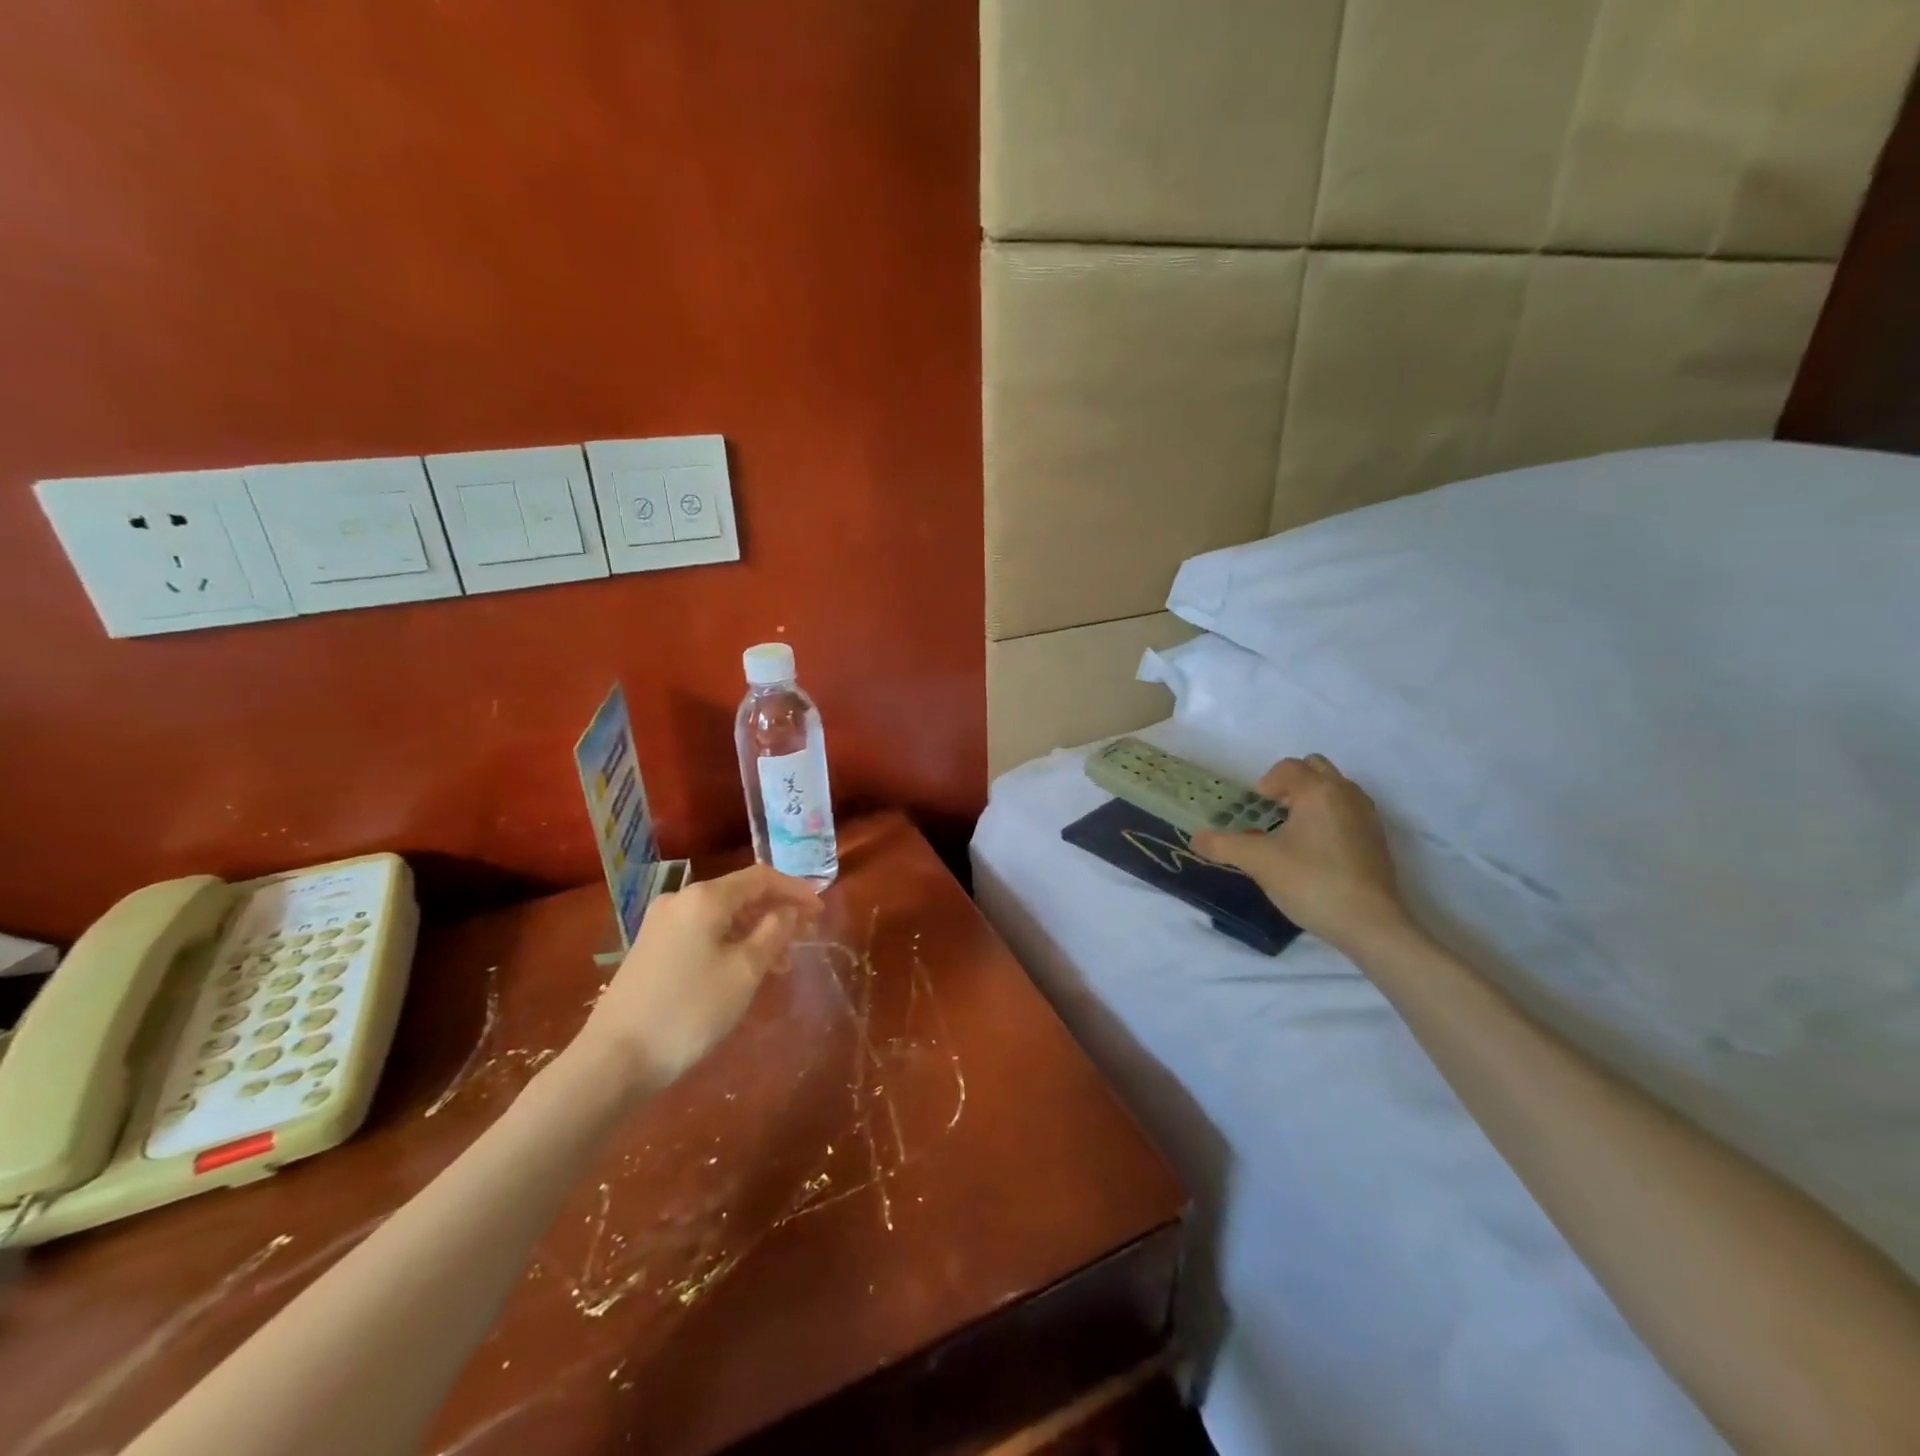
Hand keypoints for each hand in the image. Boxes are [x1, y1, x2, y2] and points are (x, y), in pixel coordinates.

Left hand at [573, 865, 822, 1095]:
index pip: (761, 877)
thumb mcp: (744, 971)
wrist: (614, 1060)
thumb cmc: (690, 1011)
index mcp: (705, 898)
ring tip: (780, 964)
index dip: (795, 890)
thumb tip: (788, 910)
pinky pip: (703, 932)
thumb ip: (774, 932)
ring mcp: (661, 924)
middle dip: (777, 912)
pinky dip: (731, 942)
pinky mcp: (651, 948)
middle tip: (806, 939)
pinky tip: (744, 969)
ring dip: (756, 931)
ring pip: (722, 916)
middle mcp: (680, 900)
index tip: (821, 912)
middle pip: (741, 894)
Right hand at [1193, 754, 1409, 955]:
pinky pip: (1347, 812)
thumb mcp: (1258, 862)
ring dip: (1310, 800)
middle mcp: (1346, 794)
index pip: (1286, 768)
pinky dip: (1328, 819)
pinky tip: (1314, 852)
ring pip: (1334, 790)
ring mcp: (1367, 816)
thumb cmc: (1312, 882)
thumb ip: (1223, 845)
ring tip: (1291, 832)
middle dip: (1290, 784)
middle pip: (1315, 769)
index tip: (1252, 811)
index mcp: (1318, 790)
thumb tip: (1195, 838)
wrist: (1370, 925)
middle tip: (1271, 812)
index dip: (1263, 785)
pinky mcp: (1377, 840)